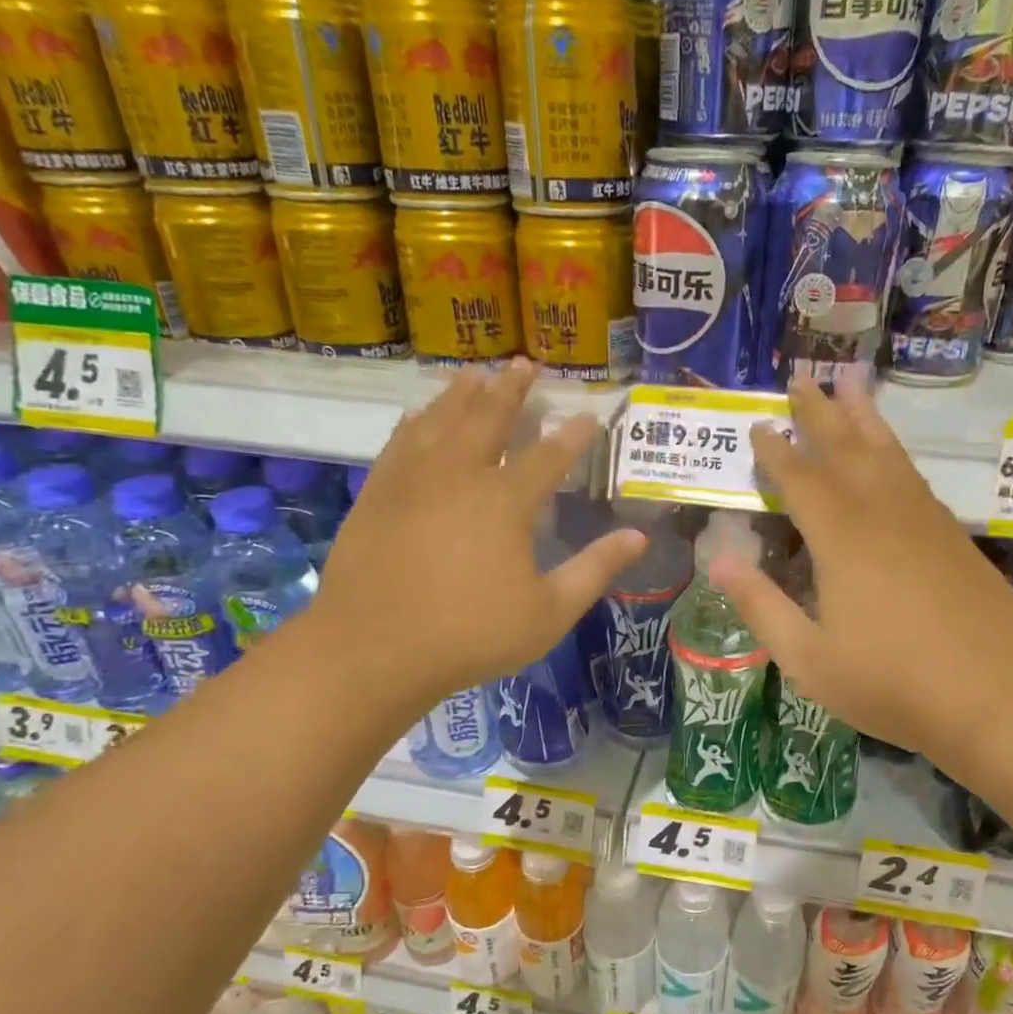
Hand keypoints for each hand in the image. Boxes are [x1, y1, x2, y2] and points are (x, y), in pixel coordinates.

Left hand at [318, 361, 644, 709]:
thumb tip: (638, 538)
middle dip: (512, 389)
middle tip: (526, 364)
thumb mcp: (549, 613)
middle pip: (489, 417)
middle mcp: (460, 473)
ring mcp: (412, 478)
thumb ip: (595, 571)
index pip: (550, 455)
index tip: (590, 414)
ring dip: (463, 392)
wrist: (374, 648)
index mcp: (506, 501)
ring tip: (477, 373)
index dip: (574, 434)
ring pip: (441, 418)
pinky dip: (417, 419)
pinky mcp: (377, 491)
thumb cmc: (471, 634)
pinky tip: (419, 414)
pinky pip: (400, 439)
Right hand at [711, 376, 1012, 772]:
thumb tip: (721, 561)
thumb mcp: (808, 659)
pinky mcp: (956, 540)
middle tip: (802, 379)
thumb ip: (762, 607)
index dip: (776, 452)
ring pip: (890, 456)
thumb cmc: (891, 684)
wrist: (996, 698)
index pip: (801, 480)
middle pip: (848, 450)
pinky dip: (896, 457)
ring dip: (866, 421)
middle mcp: (886, 515)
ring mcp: (928, 523)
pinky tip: (893, 461)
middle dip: (820, 414)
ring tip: (852, 388)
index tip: (758, 425)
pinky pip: (916, 480)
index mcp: (843, 540)